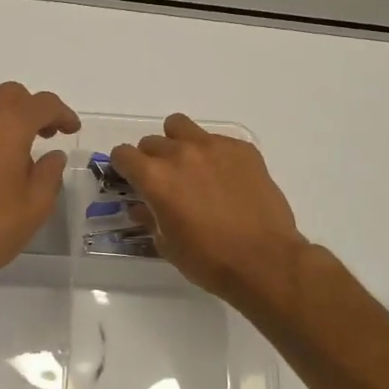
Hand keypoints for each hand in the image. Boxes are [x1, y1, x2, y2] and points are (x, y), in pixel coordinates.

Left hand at [0, 82, 81, 301]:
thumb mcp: (35, 206)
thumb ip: (50, 173)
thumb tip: (53, 155)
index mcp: (6, 126)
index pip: (42, 103)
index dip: (63, 114)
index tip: (72, 130)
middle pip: (10, 95)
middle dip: (32, 109)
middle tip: (46, 135)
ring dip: (5, 122)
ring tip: (17, 154)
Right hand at [111, 115, 309, 307]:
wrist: (264, 261)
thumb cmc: (208, 260)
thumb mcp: (167, 244)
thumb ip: (149, 218)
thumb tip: (140, 206)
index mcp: (155, 177)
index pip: (123, 154)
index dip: (123, 167)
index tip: (131, 180)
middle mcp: (180, 153)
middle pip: (152, 141)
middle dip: (151, 159)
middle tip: (166, 182)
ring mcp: (214, 146)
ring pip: (181, 127)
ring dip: (178, 143)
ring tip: (192, 168)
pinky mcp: (242, 149)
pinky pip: (217, 140)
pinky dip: (213, 154)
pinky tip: (225, 179)